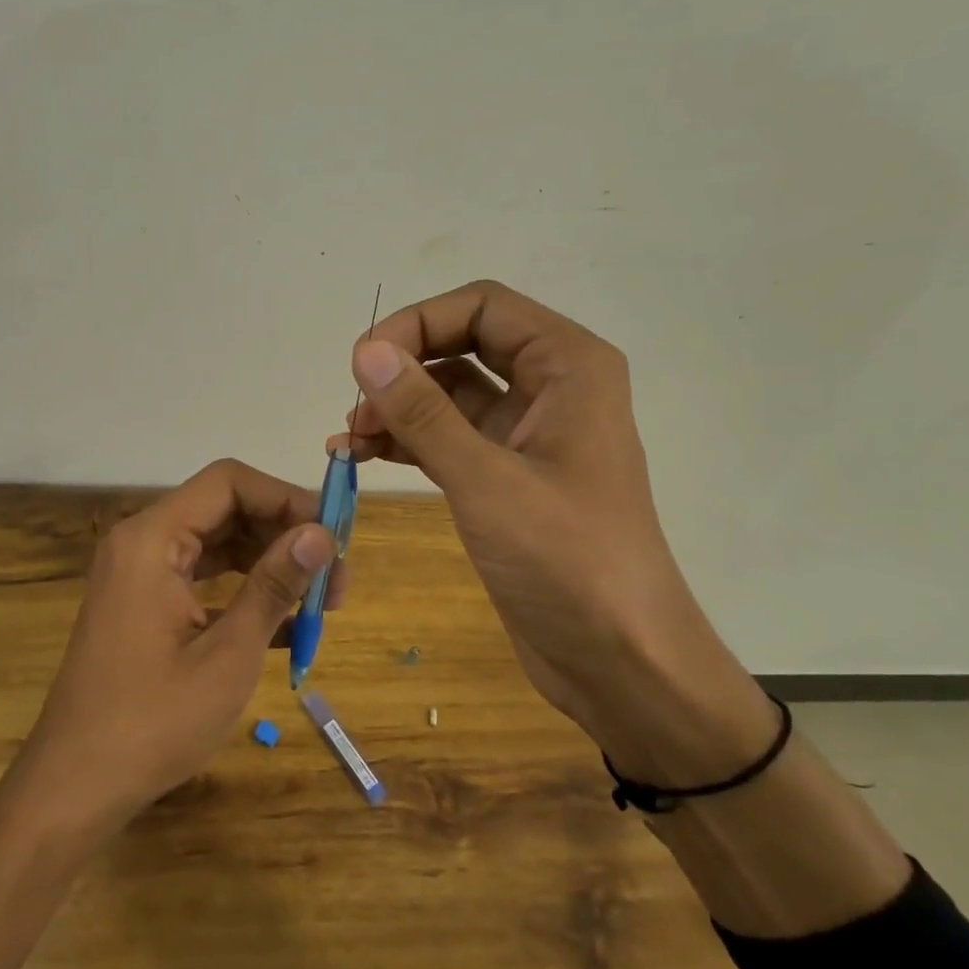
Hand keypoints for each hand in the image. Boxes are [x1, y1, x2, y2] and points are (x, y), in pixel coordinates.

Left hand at [10, 459, 338, 836]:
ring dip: (270, 564)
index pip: (229, 482)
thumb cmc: (152, 723)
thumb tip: (321, 534)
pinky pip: (204, 577)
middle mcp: (143, 542)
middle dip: (285, 535)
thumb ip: (274, 586)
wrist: (75, 788)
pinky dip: (244, 591)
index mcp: (153, 539)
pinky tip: (286, 626)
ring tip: (319, 603)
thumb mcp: (228, 655)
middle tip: (335, 580)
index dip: (286, 498)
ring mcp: (141, 573)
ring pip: (219, 543)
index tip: (332, 537)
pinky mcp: (145, 603)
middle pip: (226, 509)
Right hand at [328, 280, 712, 732]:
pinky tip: (362, 456)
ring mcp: (529, 433)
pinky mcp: (508, 476)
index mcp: (569, 366)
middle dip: (404, 365)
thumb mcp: (486, 480)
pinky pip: (450, 436)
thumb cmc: (567, 561)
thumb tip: (366, 351)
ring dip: (398, 406)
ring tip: (347, 437)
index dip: (418, 322)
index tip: (364, 362)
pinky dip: (408, 440)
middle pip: (464, 342)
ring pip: (451, 392)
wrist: (621, 661)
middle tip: (354, 402)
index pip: (482, 306)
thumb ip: (423, 412)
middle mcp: (552, 387)